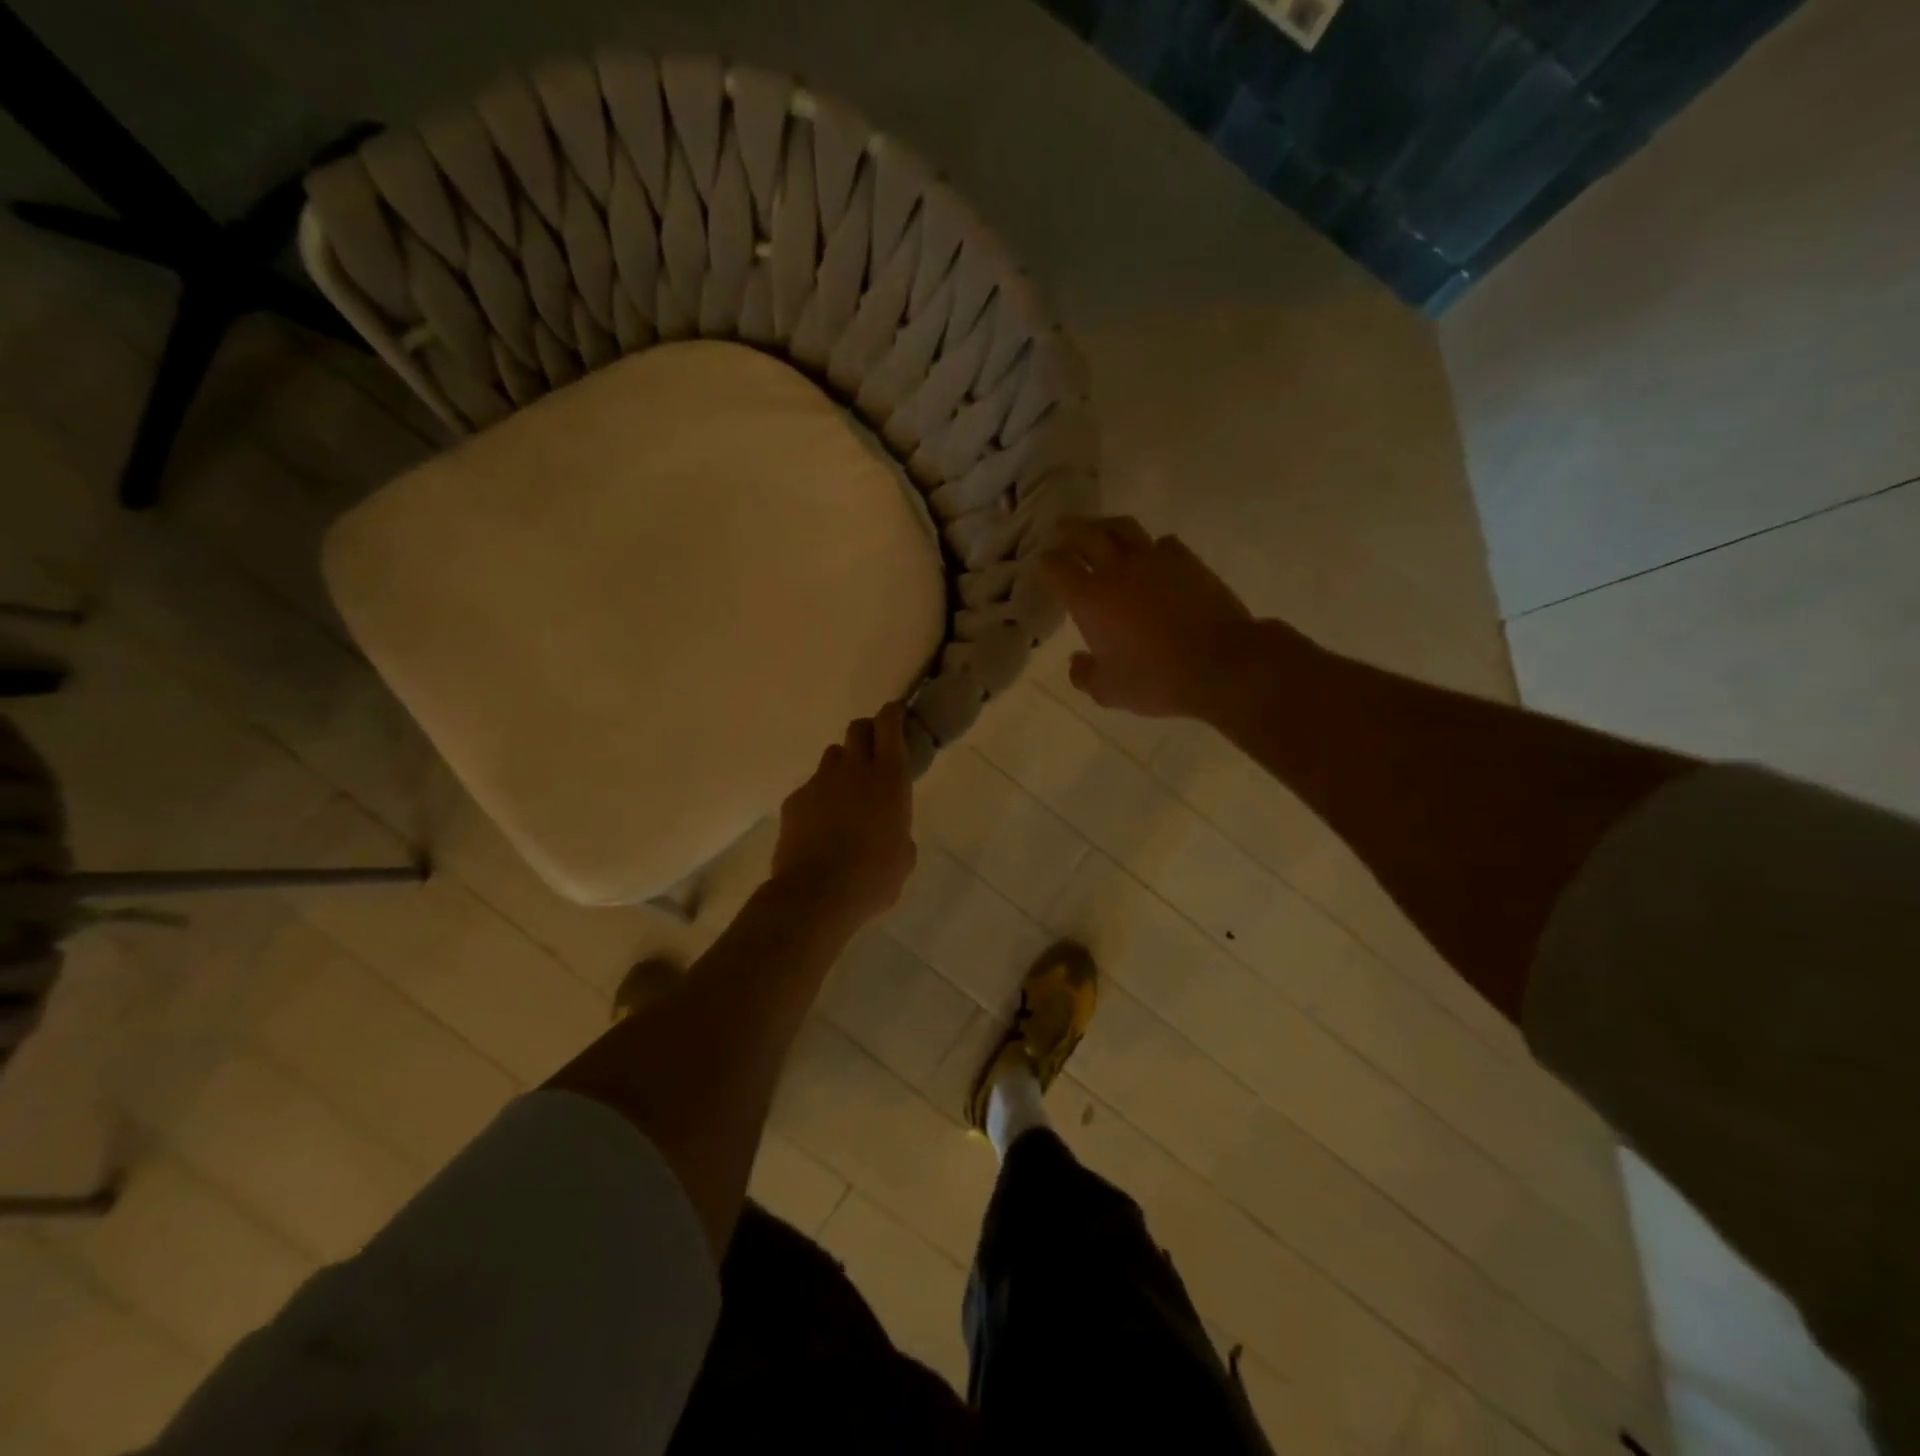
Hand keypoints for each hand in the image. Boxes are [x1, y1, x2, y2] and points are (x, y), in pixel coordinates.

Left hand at [771, 702, 916, 926]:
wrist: (816, 894)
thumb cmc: (873, 877)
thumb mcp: (903, 857)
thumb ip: (900, 832)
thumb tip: (892, 832)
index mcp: (889, 778)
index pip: (889, 725)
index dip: (892, 714)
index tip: (896, 715)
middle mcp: (854, 770)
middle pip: (857, 729)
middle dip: (867, 733)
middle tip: (873, 752)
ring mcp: (820, 782)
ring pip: (832, 757)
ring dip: (843, 766)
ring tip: (846, 794)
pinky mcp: (795, 800)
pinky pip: (811, 788)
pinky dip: (819, 798)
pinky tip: (821, 826)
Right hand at [1041, 516, 1267, 720]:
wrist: (1220, 664)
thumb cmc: (1156, 679)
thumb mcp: (1109, 691)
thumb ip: (1085, 675)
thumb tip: (1077, 661)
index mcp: (1089, 598)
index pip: (1057, 567)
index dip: (1046, 562)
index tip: (1043, 563)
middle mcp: (1117, 570)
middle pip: (1087, 534)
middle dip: (1069, 529)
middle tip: (1062, 528)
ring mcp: (1154, 560)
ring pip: (1123, 528)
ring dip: (1106, 525)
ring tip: (1101, 529)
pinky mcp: (1187, 561)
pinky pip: (1162, 543)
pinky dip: (1150, 545)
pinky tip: (1151, 554)